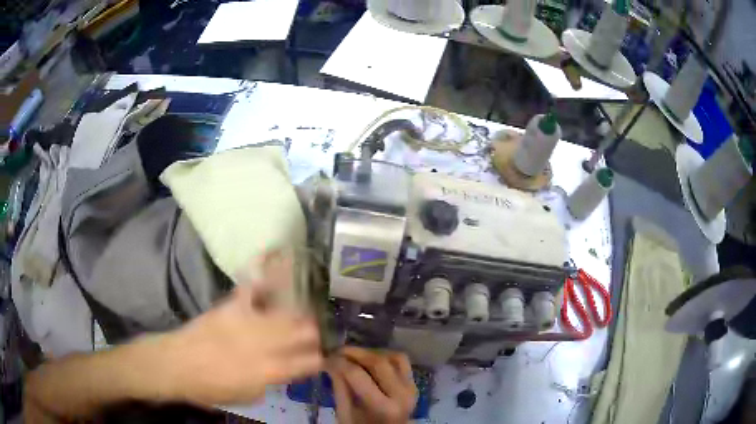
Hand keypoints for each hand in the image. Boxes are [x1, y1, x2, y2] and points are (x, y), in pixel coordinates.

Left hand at [156, 253, 323, 405]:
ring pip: (286, 311)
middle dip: (313, 333)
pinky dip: (266, 280)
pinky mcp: (233, 306)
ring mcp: (249, 321)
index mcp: (271, 370)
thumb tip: (286, 369)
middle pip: (304, 331)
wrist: (178, 365)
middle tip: (313, 334)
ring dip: (298, 313)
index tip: (319, 357)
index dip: (319, 359)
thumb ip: (272, 381)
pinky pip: (253, 288)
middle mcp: (266, 344)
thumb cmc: (212, 388)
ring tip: (301, 313)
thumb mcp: (248, 396)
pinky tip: (277, 268)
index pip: (310, 361)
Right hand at [327, 347, 416, 423]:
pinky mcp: (413, 384)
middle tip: (338, 351)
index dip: (339, 362)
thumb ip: (340, 387)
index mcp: (383, 407)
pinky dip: (386, 356)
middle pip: (378, 362)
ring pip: (393, 357)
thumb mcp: (345, 413)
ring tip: (354, 356)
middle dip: (355, 352)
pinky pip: (401, 362)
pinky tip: (371, 360)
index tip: (327, 358)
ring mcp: (411, 388)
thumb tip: (330, 361)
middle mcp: (401, 395)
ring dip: (372, 353)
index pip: (357, 375)